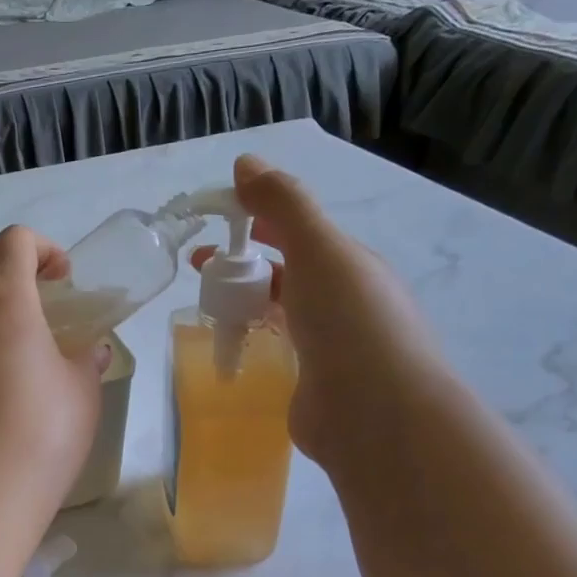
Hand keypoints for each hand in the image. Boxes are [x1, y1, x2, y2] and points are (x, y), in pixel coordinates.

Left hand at [0, 226, 109, 519]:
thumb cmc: (41, 433)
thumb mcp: (81, 392)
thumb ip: (84, 361)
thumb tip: (87, 352)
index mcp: (1, 299)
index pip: (14, 242)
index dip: (43, 249)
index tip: (63, 280)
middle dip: (13, 282)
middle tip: (42, 317)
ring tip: (12, 348)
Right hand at [191, 154, 449, 468]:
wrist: (377, 413)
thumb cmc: (349, 322)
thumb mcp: (319, 249)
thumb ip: (284, 205)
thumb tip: (245, 162)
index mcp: (348, 263)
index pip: (296, 230)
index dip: (255, 218)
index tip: (212, 222)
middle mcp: (342, 299)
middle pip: (285, 270)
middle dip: (243, 262)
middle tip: (199, 268)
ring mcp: (329, 343)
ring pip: (280, 310)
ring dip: (245, 300)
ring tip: (207, 306)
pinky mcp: (312, 380)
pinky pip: (277, 348)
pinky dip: (253, 338)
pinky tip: (229, 346)